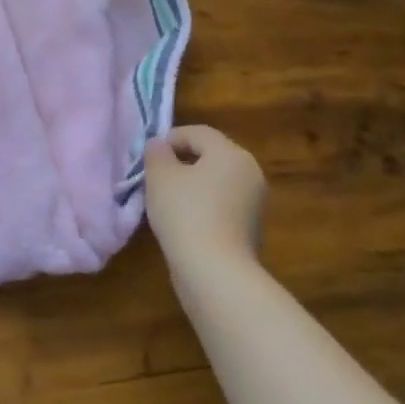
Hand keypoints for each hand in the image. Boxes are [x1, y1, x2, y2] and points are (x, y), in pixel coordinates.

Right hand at [144, 125, 267, 270]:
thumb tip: (160, 146)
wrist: (215, 270)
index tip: (150, 155)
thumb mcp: (160, 176)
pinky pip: (222, 205)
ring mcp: (254, 202)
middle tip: (156, 175)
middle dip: (182, 161)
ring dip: (193, 185)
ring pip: (217, 182)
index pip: (199, 133)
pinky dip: (204, 206)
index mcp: (231, 154)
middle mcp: (250, 173)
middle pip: (211, 156)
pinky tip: (184, 222)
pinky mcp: (250, 228)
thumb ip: (157, 153)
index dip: (170, 138)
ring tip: (166, 199)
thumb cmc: (185, 213)